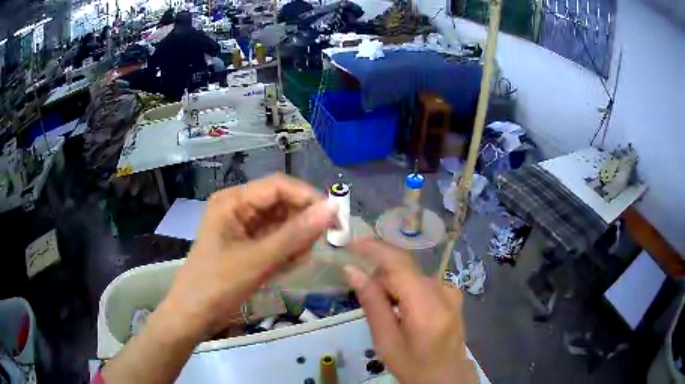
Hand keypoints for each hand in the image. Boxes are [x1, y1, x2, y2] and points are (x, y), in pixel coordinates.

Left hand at [161, 173, 337, 337]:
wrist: (194, 315)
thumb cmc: (217, 284)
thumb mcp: (257, 260)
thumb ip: (295, 235)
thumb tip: (331, 209)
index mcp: (233, 201)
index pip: (279, 186)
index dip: (309, 197)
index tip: (335, 217)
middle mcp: (240, 208)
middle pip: (283, 204)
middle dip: (302, 224)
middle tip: (318, 245)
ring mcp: (244, 227)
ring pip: (283, 224)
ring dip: (295, 242)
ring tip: (293, 262)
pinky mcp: (249, 245)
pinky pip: (277, 240)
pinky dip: (287, 253)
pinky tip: (285, 268)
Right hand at [345, 240, 477, 383]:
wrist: (447, 377)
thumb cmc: (414, 365)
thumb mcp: (386, 341)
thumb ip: (372, 303)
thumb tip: (352, 270)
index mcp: (426, 305)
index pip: (398, 263)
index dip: (374, 248)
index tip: (350, 243)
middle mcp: (442, 290)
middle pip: (403, 268)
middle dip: (379, 275)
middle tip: (363, 296)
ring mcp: (450, 290)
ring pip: (410, 275)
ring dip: (391, 285)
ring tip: (385, 311)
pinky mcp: (452, 294)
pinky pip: (421, 282)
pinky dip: (405, 289)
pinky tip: (401, 310)